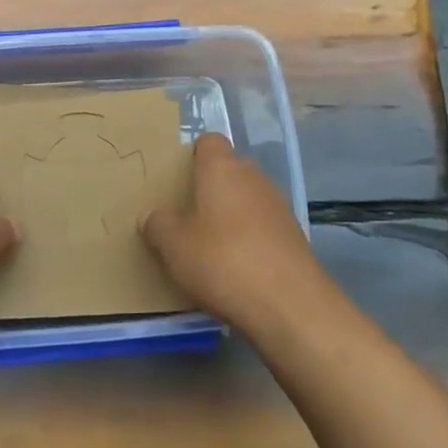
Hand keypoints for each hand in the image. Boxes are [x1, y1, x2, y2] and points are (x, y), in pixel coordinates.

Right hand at [142, 134, 325, 332]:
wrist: (289, 305)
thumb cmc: (222, 261)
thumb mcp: (173, 246)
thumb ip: (158, 225)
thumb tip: (152, 216)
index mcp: (222, 168)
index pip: (209, 142)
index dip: (194, 155)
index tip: (179, 178)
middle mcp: (253, 178)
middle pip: (230, 170)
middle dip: (211, 188)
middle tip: (188, 215)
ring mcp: (279, 206)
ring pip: (248, 199)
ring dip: (232, 215)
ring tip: (211, 246)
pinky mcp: (294, 236)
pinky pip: (264, 227)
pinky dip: (251, 239)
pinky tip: (238, 268)